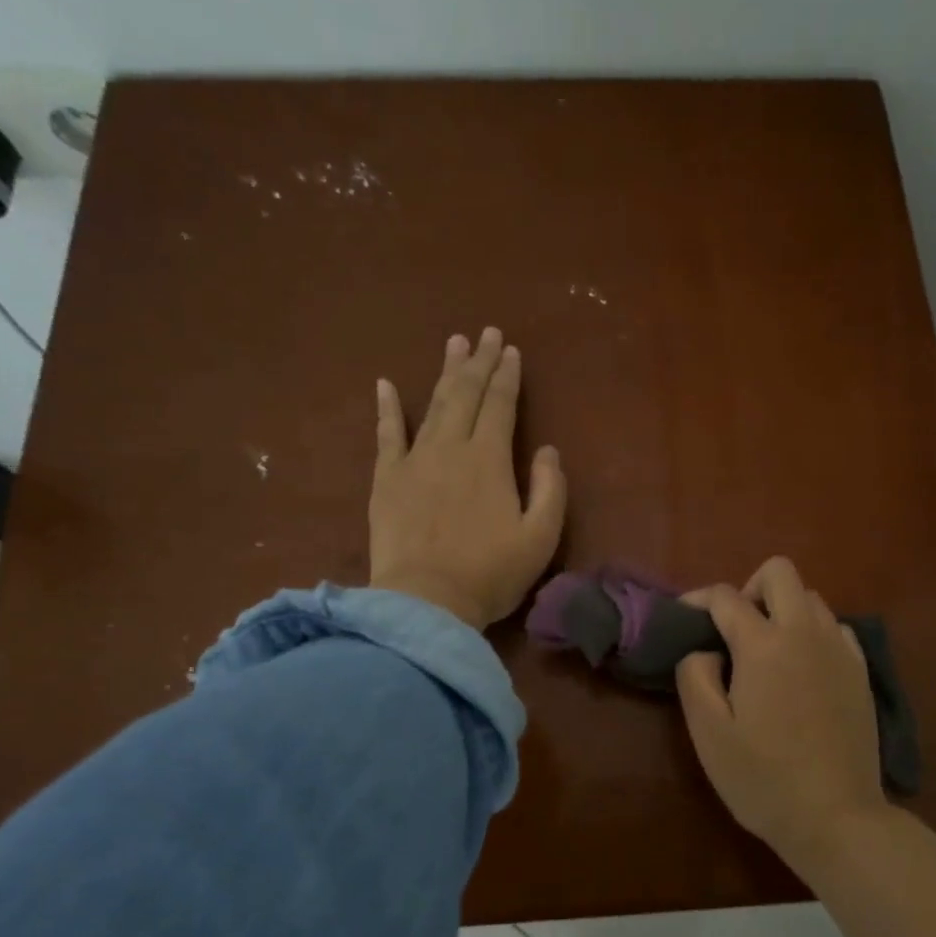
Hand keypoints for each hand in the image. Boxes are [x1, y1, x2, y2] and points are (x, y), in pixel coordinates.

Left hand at [370, 328, 567, 628]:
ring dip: (445, 373)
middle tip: (486, 334)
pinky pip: (387, 435)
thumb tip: (548, 451)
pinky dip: (387, 409)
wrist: (426, 602)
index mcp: (490, 459)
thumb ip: (550, 489)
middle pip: (467, 395)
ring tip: (454, 345)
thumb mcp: (540, 538)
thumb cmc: (490, 573)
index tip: (511, 350)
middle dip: (479, 363)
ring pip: (433, 405)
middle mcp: (452, 448)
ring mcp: (415, 461)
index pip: (501, 405)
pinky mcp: (387, 480)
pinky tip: (385, 385)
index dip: (507, 376)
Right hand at [675, 557, 886, 861]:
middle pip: (779, 572)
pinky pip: (835, 628)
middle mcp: (805, 633)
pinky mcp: (861, 671)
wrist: (837, 818)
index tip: (684, 618)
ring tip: (767, 651)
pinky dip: (813, 632)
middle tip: (734, 630)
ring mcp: (840, 650)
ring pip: (811, 597)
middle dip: (749, 588)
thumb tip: (705, 649)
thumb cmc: (763, 779)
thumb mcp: (709, 733)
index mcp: (764, 645)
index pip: (725, 596)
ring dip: (783, 609)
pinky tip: (803, 669)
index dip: (697, 599)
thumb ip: (695, 676)